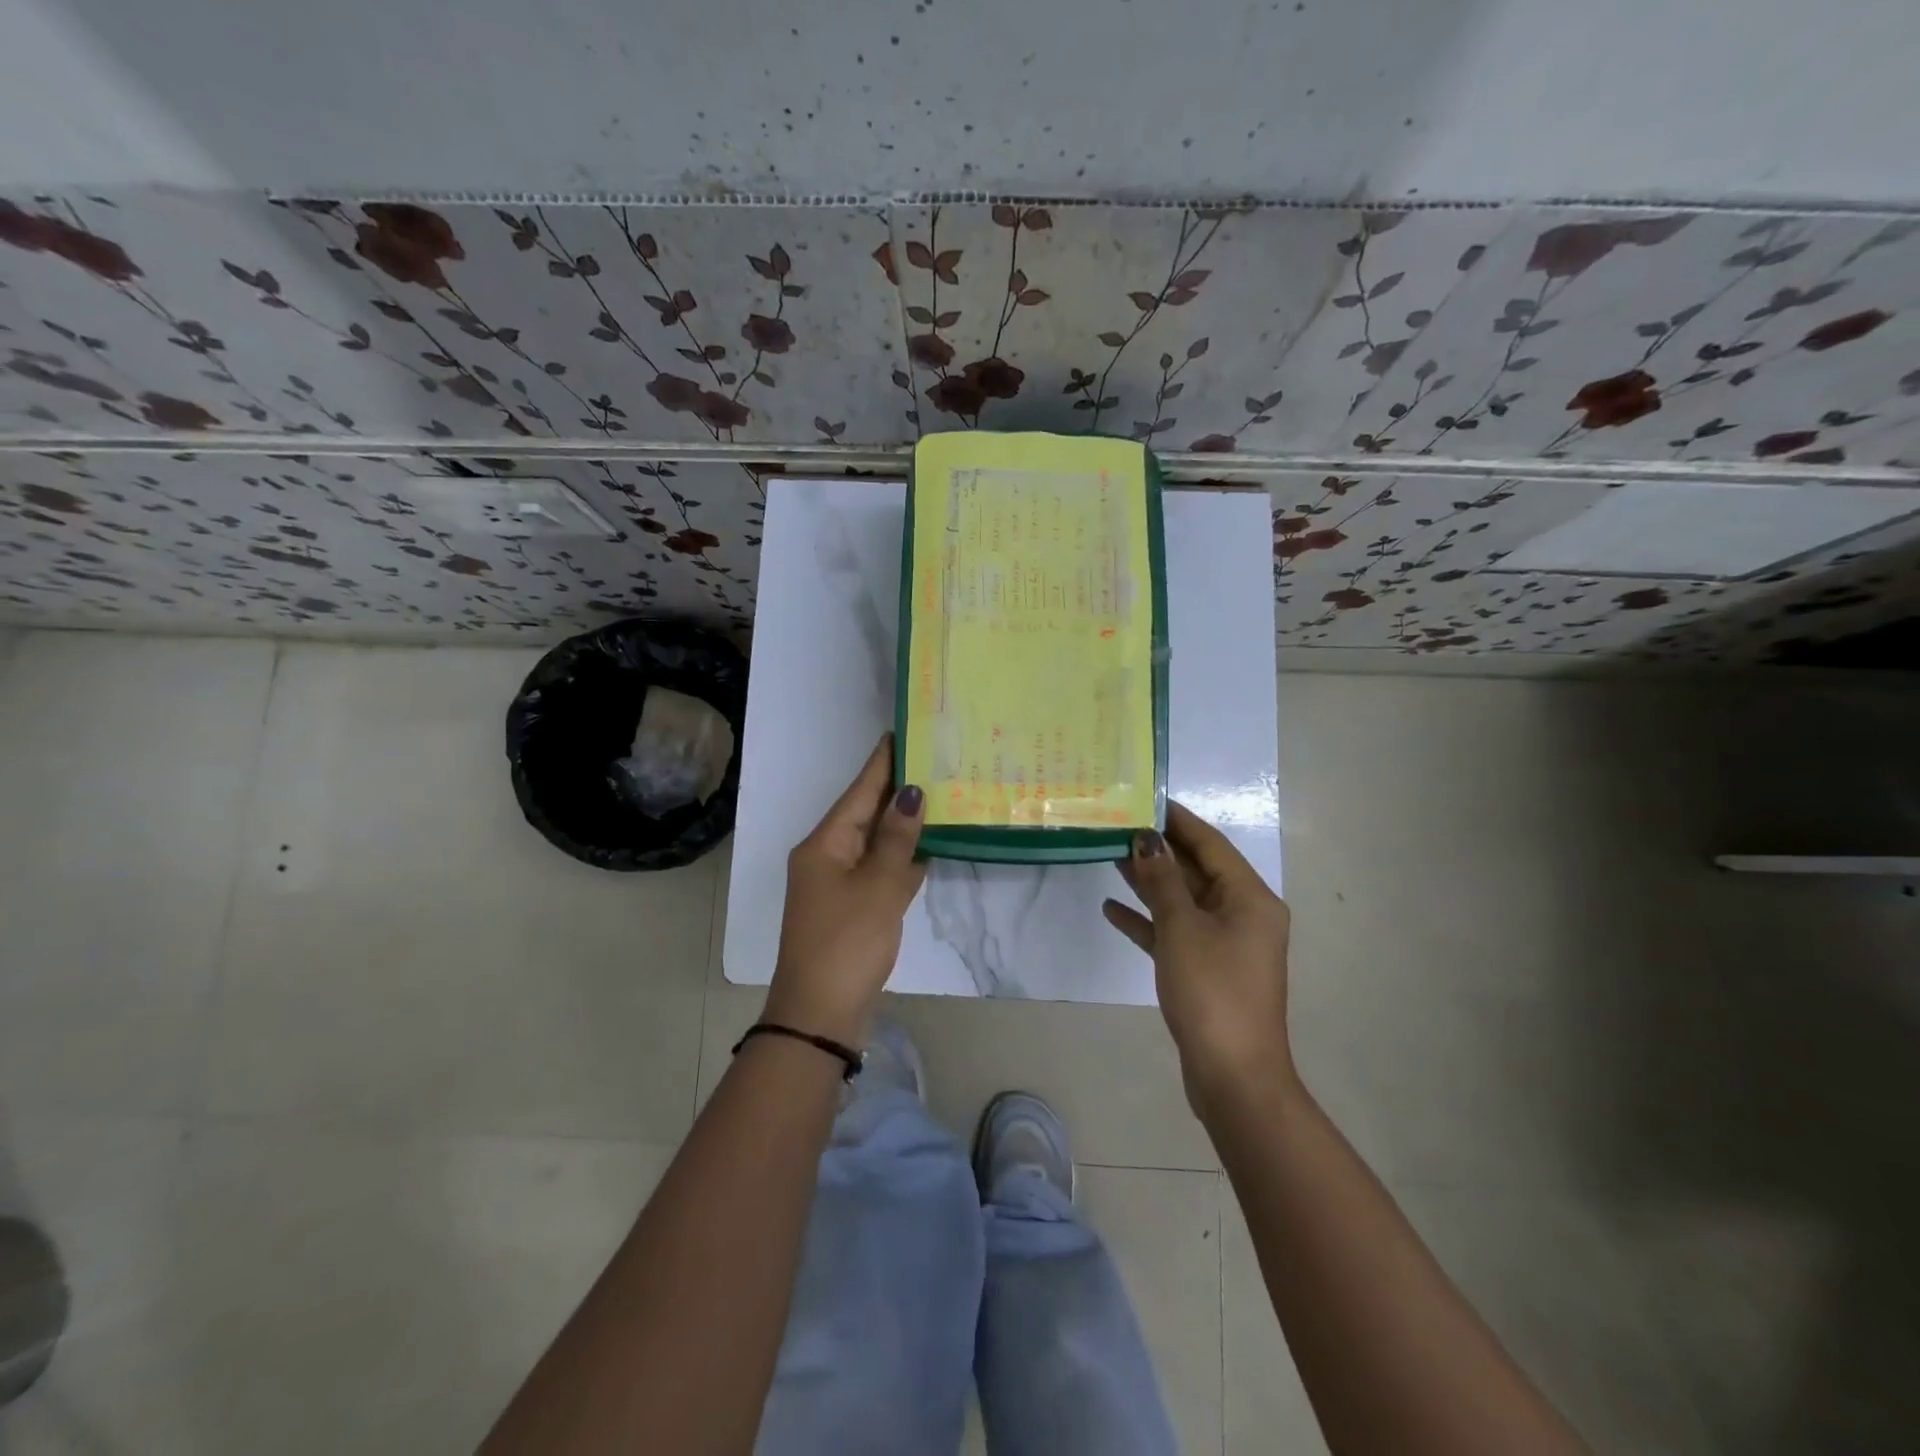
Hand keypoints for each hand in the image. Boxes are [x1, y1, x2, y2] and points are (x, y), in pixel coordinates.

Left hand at [765, 735, 926, 1046]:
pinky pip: (882, 870)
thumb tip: (912, 794)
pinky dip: (904, 857)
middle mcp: (829, 856)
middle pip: (867, 812)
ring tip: (941, 792)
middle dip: (899, 789)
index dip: (882, 762)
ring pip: (877, 842)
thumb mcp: (877, 887)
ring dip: (905, 823)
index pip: (860, 791)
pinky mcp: (855, 907)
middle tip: (936, 759)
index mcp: (825, 843)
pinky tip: (932, 844)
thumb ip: (896, 839)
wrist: (821, 1014)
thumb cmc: (846, 943)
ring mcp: (840, 883)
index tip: (903, 731)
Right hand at [1102, 801, 1294, 1110]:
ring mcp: (1224, 944)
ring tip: (1108, 855)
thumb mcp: (1182, 928)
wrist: (1233, 1077)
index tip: (1144, 797)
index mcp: (1249, 898)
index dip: (1177, 819)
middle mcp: (1242, 914)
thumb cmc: (1212, 992)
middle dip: (1158, 849)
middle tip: (1116, 824)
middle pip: (1196, 870)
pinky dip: (1147, 920)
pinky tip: (1112, 909)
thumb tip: (1146, 839)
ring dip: (1149, 881)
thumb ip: (1162, 879)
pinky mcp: (1205, 969)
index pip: (1210, 843)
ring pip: (1182, 900)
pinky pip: (1174, 932)